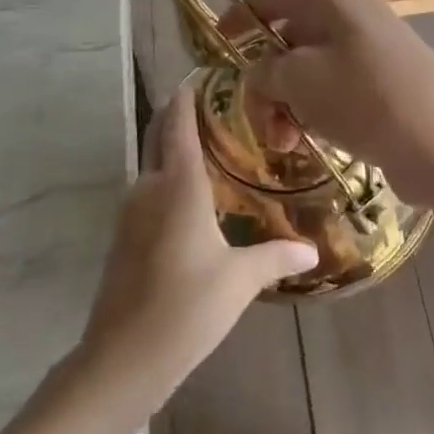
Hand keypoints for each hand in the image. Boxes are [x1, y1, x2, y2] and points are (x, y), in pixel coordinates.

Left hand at [76, 85, 317, 420]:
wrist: (121, 360)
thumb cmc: (185, 309)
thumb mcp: (239, 281)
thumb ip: (275, 257)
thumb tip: (313, 250)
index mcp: (178, 186)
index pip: (179, 123)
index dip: (187, 95)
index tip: (203, 73)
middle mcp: (149, 188)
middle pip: (160, 137)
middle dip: (181, 117)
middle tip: (218, 107)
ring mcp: (131, 213)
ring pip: (153, 166)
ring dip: (175, 151)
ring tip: (215, 149)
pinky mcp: (124, 237)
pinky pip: (150, 193)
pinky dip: (169, 181)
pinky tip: (195, 200)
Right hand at [220, 0, 433, 207]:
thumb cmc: (363, 96)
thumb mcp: (297, 79)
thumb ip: (264, 72)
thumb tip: (261, 76)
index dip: (237, 21)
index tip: (215, 50)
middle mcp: (349, 12)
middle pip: (287, 37)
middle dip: (265, 80)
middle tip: (259, 120)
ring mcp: (369, 48)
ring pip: (308, 70)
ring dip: (286, 104)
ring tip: (285, 143)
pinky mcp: (383, 83)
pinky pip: (333, 91)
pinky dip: (314, 113)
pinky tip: (311, 143)